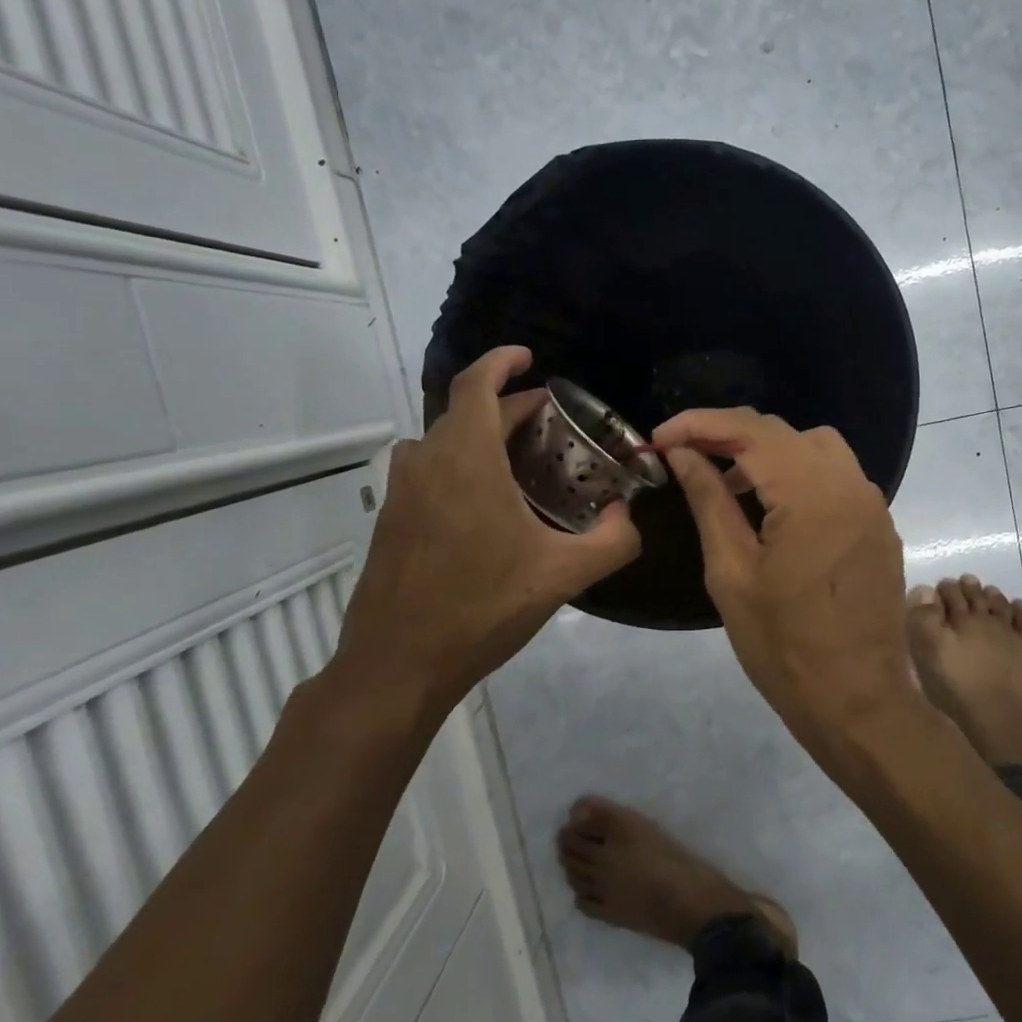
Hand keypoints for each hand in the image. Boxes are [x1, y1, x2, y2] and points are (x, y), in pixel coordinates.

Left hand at [322, 347, 640, 731]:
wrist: (397, 663)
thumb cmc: (481, 608)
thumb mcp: (563, 576)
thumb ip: (613, 541)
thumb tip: (630, 517)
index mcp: (466, 460)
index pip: (476, 385)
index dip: (501, 362)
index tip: (529, 358)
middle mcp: (427, 462)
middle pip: (466, 412)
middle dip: (509, 407)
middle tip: (550, 423)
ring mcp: (402, 491)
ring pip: (444, 440)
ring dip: (481, 435)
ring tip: (521, 459)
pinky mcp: (391, 518)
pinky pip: (429, 469)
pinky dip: (460, 463)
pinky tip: (487, 503)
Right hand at [653, 407, 920, 750]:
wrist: (858, 702)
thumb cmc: (783, 647)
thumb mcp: (731, 573)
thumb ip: (709, 500)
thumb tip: (683, 452)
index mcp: (812, 495)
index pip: (751, 431)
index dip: (700, 424)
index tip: (660, 437)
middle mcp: (850, 485)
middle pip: (784, 432)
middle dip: (729, 434)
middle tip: (685, 455)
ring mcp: (873, 504)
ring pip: (815, 447)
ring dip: (768, 452)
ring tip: (729, 481)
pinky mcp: (880, 525)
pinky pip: (837, 476)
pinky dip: (799, 474)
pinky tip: (773, 507)